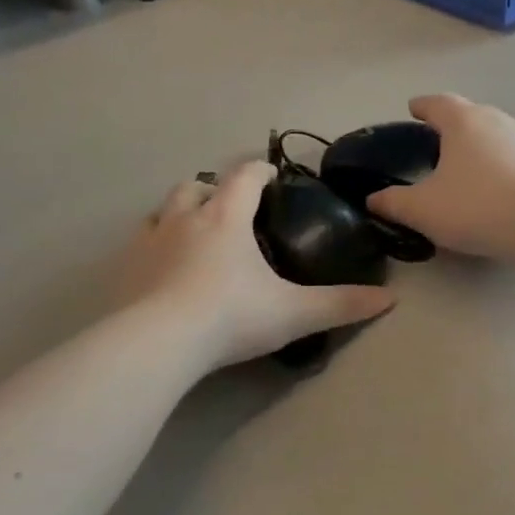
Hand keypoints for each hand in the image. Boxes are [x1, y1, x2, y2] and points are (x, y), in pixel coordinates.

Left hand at [118, 161, 392, 369]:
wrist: (158, 343)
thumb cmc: (230, 317)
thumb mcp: (293, 313)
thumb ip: (340, 305)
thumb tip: (388, 300)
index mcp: (226, 218)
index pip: (244, 176)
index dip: (261, 171)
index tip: (272, 176)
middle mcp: (185, 219)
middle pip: (197, 186)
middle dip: (214, 189)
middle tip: (228, 208)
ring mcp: (150, 241)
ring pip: (163, 210)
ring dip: (180, 213)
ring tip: (193, 233)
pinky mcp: (125, 267)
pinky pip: (139, 243)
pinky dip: (153, 246)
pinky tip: (161, 268)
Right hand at [367, 94, 514, 259]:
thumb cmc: (474, 206)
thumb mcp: (422, 209)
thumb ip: (393, 202)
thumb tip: (372, 199)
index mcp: (462, 122)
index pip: (438, 103)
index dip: (423, 106)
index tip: (413, 108)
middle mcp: (494, 120)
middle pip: (469, 113)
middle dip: (451, 122)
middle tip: (436, 138)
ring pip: (493, 132)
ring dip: (477, 141)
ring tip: (463, 161)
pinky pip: (511, 154)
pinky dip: (497, 161)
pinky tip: (492, 182)